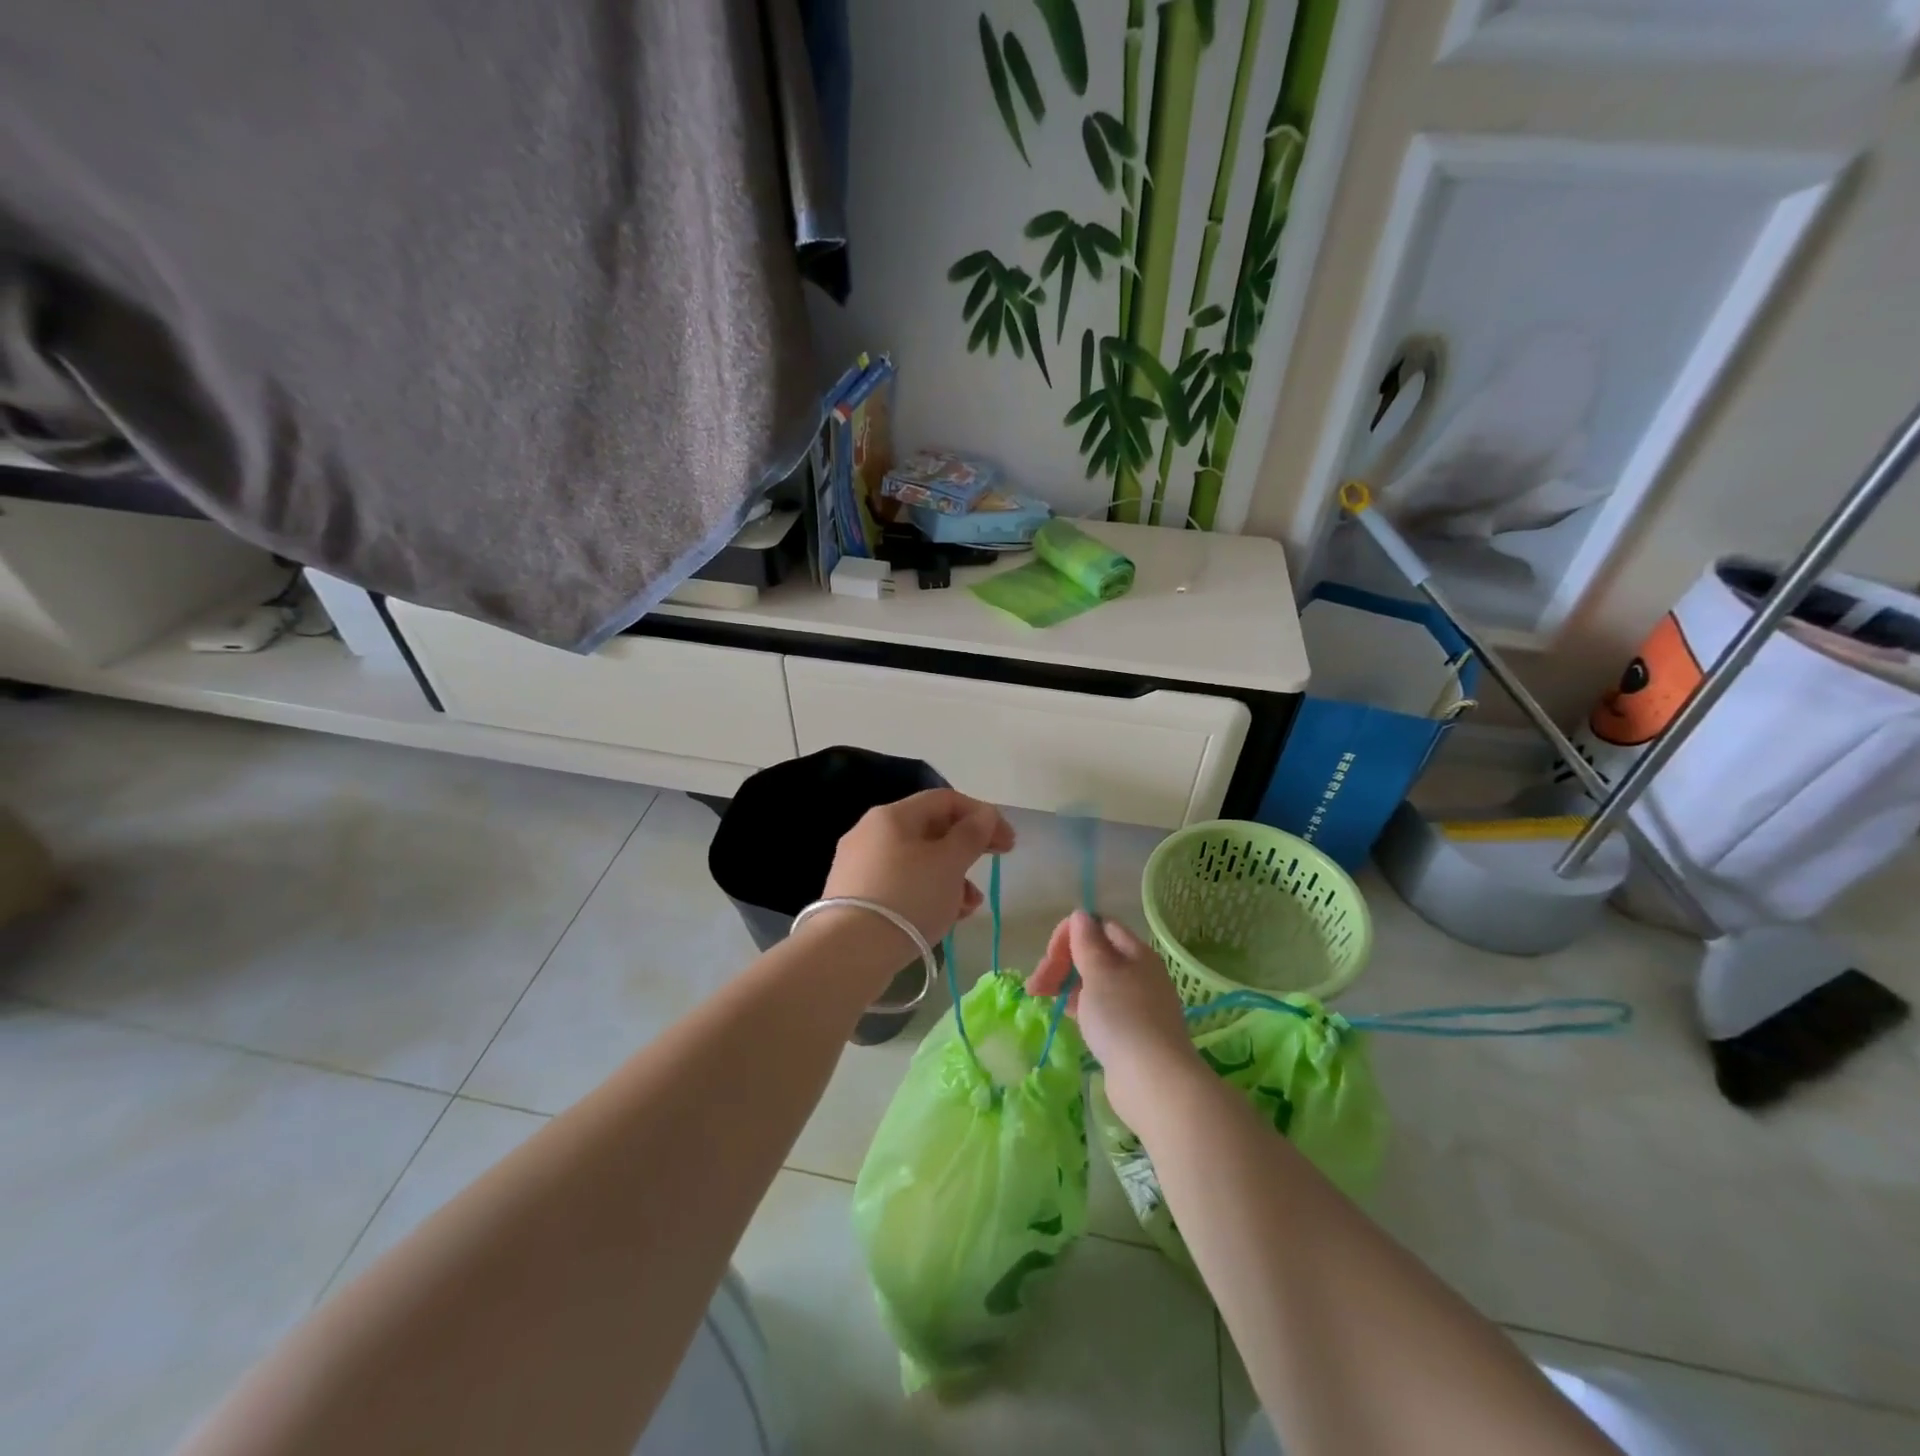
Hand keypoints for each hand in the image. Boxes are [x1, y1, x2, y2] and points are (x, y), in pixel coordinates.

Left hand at [820, 789, 1015, 944]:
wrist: (849, 952)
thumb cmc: (907, 897)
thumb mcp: (949, 864)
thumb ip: (972, 835)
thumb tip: (985, 815)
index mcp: (893, 815)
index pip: (945, 800)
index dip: (982, 815)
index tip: (1008, 842)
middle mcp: (871, 832)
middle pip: (930, 830)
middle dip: (967, 848)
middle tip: (995, 863)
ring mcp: (860, 865)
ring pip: (917, 861)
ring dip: (951, 877)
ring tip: (970, 905)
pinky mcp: (856, 897)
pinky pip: (901, 885)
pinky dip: (927, 894)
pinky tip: (945, 917)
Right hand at [1027, 911, 1200, 1127]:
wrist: (1153, 1082)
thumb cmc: (1123, 1018)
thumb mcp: (1099, 972)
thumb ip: (1086, 942)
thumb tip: (1081, 915)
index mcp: (1136, 953)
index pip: (1100, 926)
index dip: (1071, 934)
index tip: (1049, 956)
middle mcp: (1138, 973)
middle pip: (1094, 954)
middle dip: (1062, 962)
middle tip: (1036, 985)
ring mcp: (1135, 1004)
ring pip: (1093, 982)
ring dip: (1065, 983)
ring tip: (1041, 998)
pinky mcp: (1128, 1032)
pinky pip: (1098, 1007)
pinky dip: (1078, 1005)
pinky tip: (1062, 1014)